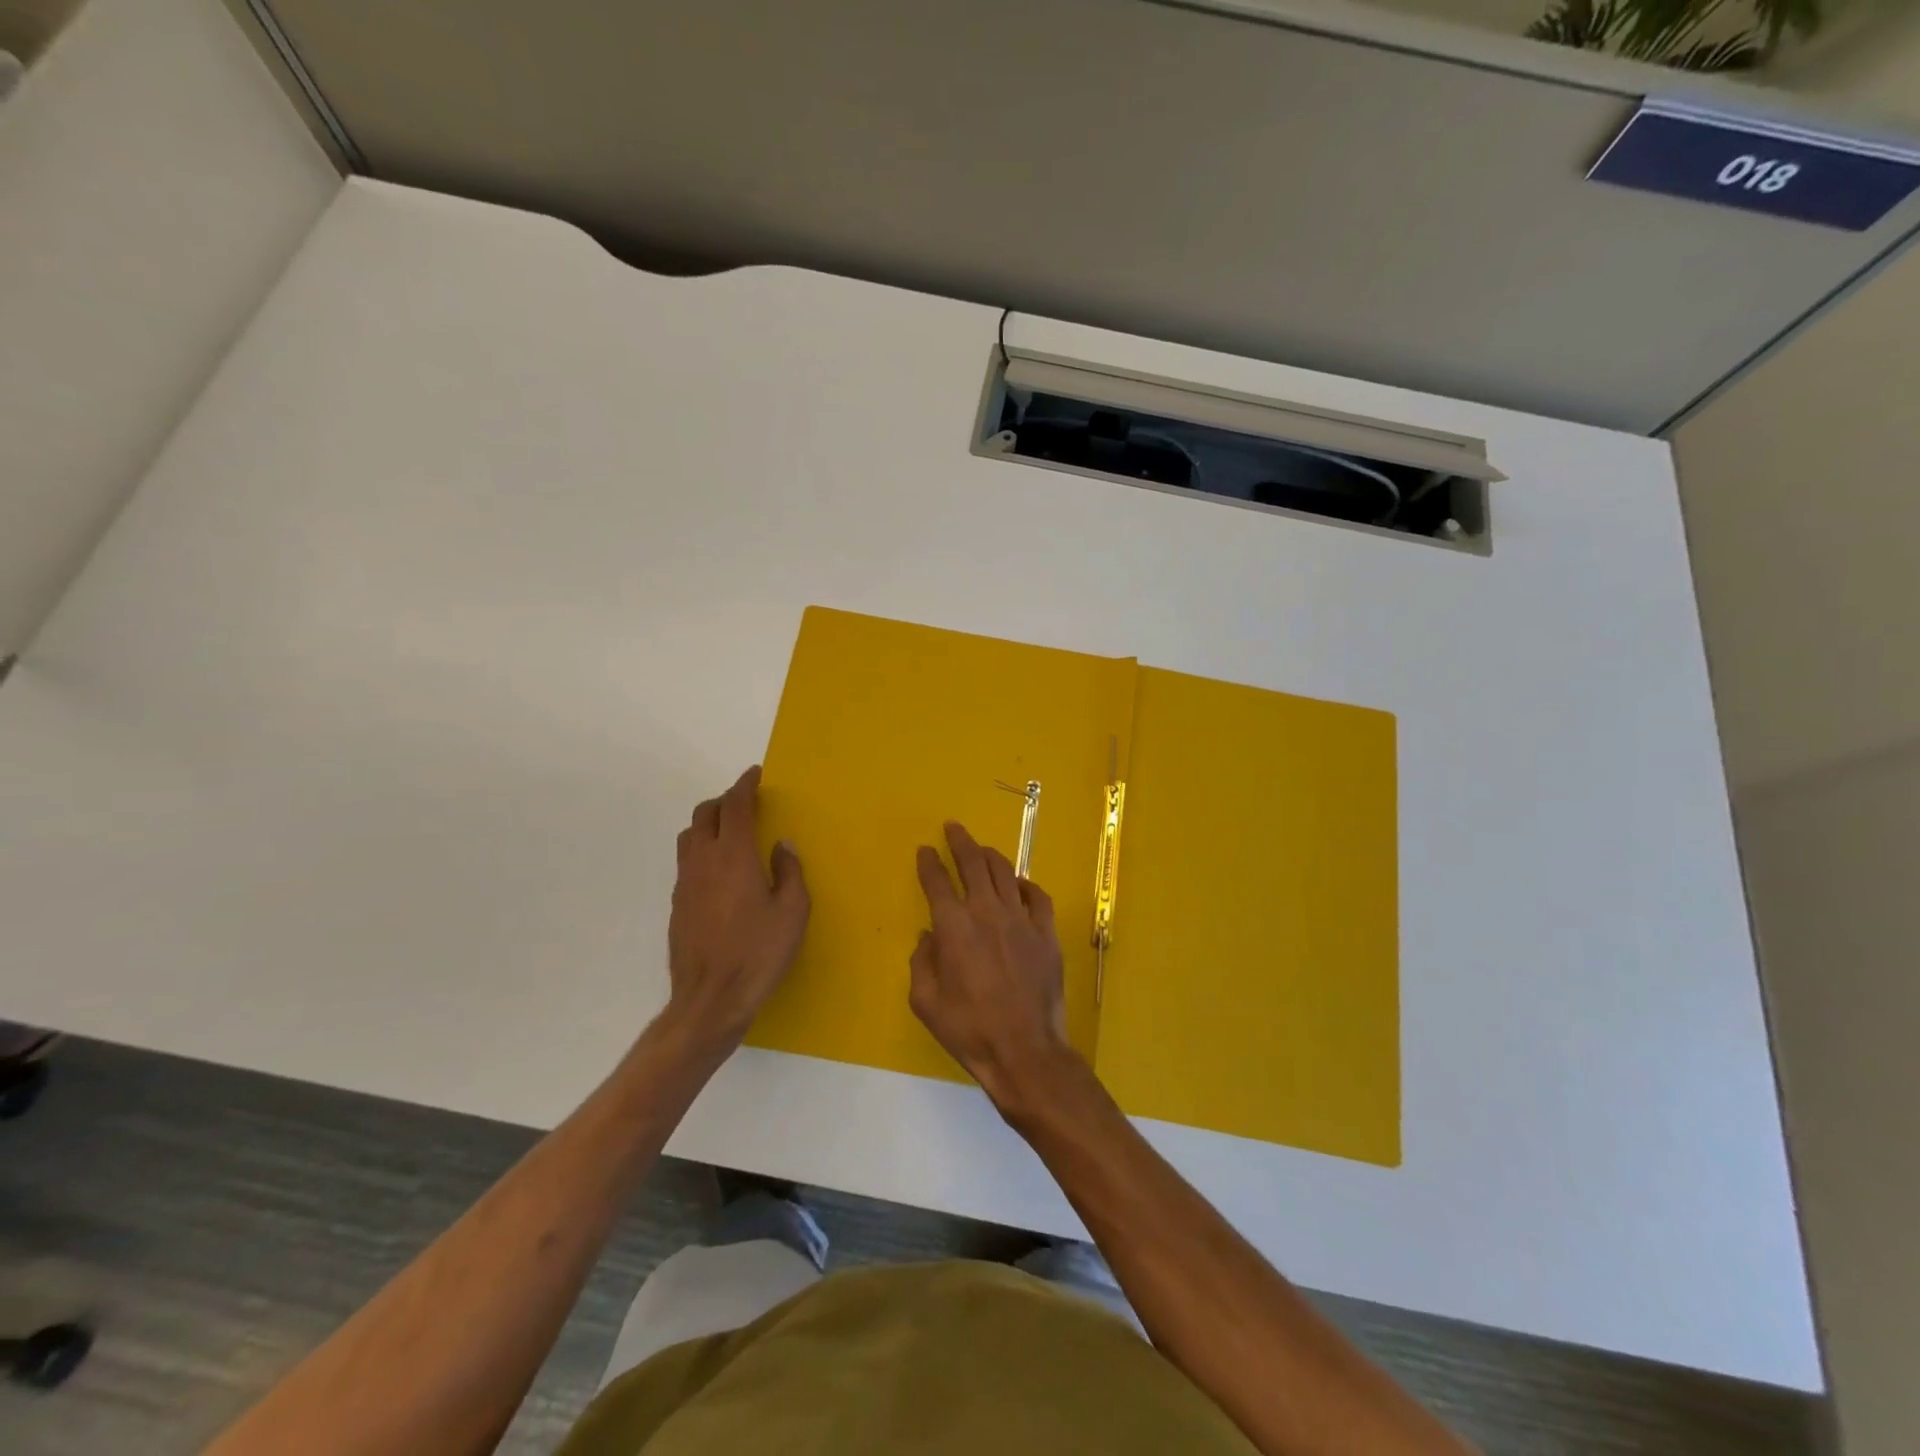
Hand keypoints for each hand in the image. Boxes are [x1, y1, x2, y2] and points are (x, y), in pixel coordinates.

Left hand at [664, 766, 808, 1049]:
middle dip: (725, 800)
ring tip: (731, 834)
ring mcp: (685, 883)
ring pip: (690, 836)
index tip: (755, 774)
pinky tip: (720, 873)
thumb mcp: (793, 912)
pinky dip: (702, 851)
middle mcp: (704, 861)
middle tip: (747, 804)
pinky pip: (687, 862)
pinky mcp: (677, 905)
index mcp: (734, 855)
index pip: (735, 806)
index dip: (744, 785)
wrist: (710, 1000)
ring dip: (709, 824)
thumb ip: (790, 872)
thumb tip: (782, 845)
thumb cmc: (759, 953)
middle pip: (705, 814)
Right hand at [910, 821, 1077, 1113]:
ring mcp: (1021, 920)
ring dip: (990, 856)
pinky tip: (1019, 884)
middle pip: (973, 863)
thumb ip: (921, 962)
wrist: (1025, 1050)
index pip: (937, 881)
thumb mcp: (925, 1002)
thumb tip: (928, 935)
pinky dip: (1025, 885)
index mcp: (953, 927)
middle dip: (960, 841)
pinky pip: (1037, 896)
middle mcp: (987, 913)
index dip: (928, 862)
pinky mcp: (1046, 933)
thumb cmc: (969, 1030)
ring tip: (982, 849)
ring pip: (1004, 873)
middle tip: (953, 827)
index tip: (925, 849)